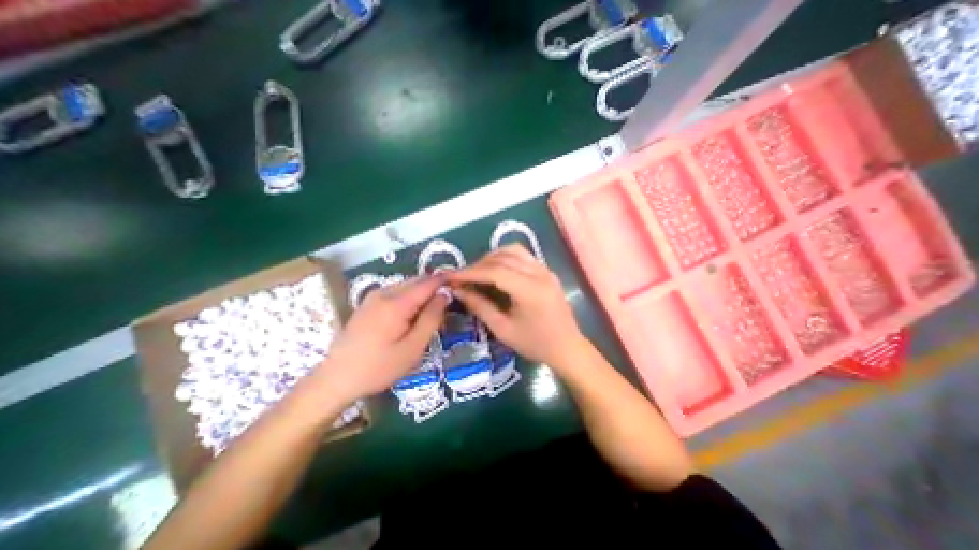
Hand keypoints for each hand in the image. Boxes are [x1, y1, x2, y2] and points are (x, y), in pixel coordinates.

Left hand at [318, 276, 445, 400]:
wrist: (336, 379)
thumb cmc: (379, 368)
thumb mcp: (413, 348)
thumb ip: (431, 318)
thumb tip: (445, 295)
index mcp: (396, 303)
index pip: (428, 283)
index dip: (445, 281)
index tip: (460, 284)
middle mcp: (384, 293)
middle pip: (417, 281)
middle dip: (435, 287)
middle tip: (449, 302)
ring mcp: (373, 296)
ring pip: (406, 285)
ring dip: (422, 292)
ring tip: (433, 310)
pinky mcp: (368, 303)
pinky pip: (395, 292)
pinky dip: (409, 297)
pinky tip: (412, 314)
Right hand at [447, 248, 582, 366]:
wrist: (567, 348)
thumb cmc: (535, 344)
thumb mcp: (503, 330)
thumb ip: (480, 307)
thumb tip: (458, 291)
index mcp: (530, 290)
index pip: (494, 271)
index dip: (470, 272)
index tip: (451, 276)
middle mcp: (539, 273)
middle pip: (503, 257)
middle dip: (479, 264)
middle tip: (462, 277)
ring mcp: (545, 270)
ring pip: (514, 251)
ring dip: (492, 257)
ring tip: (478, 271)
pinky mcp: (547, 271)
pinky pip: (523, 255)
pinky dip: (506, 258)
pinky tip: (497, 270)